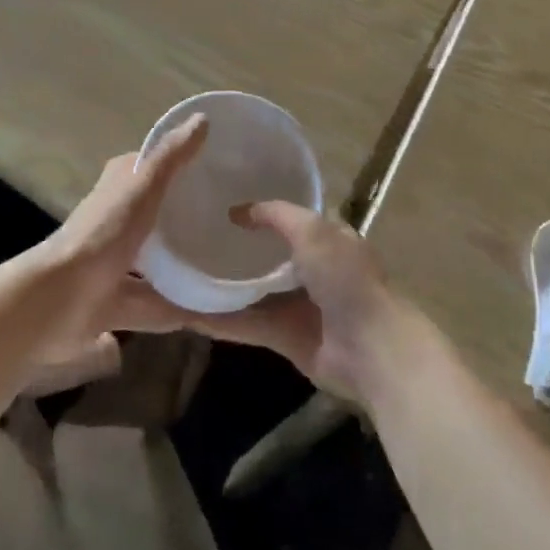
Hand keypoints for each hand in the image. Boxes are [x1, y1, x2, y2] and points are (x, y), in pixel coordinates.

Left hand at [22, 115, 207, 381]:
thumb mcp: (142, 187)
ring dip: (186, 268)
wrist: (60, 300)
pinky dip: (184, 309)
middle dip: (186, 218)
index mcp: (117, 190)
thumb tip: (202, 119)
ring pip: (157, 264)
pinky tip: (217, 312)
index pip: (149, 169)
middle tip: (230, 219)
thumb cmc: (103, 234)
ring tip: (231, 268)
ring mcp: (115, 267)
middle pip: (155, 216)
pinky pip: (158, 306)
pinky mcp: (118, 305)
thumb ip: (171, 157)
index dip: (178, 164)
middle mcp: (115, 224)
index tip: (216, 166)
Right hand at [188, 202, 406, 402]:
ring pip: (251, 291)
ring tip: (180, 274)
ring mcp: (296, 304)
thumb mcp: (313, 231)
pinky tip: (185, 314)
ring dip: (221, 286)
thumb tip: (239, 211)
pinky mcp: (284, 337)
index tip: (222, 201)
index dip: (260, 209)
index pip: (288, 217)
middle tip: (192, 235)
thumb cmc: (345, 278)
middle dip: (235, 248)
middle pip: (266, 255)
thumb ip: (276, 216)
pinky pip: (246, 324)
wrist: (369, 348)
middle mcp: (310, 269)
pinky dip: (219, 320)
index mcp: (325, 238)